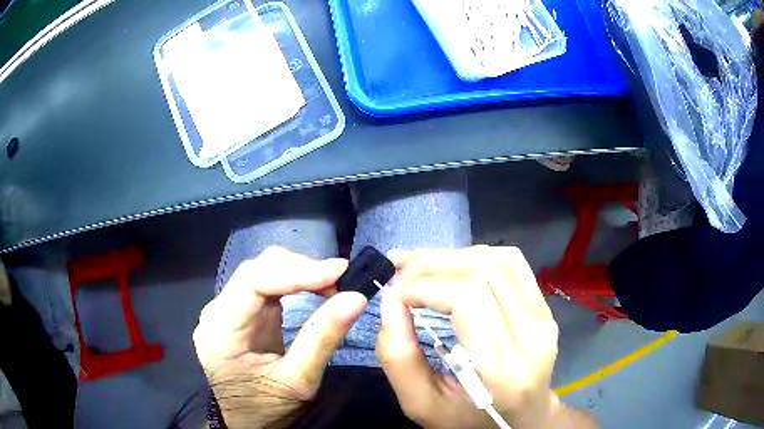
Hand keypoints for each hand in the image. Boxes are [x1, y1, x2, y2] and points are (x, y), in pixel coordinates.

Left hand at [193, 247, 365, 428]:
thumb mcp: (298, 382)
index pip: (253, 281)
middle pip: (257, 270)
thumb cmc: (266, 408)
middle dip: (301, 269)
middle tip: (341, 282)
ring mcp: (226, 309)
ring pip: (262, 271)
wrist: (248, 422)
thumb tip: (356, 298)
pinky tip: (315, 288)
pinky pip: (266, 284)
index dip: (296, 272)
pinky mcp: (240, 312)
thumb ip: (322, 338)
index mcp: (220, 331)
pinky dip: (295, 282)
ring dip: (300, 272)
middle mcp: (216, 312)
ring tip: (333, 285)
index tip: (339, 272)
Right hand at [376, 246, 565, 428]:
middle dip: (432, 264)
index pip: (469, 297)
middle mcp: (534, 334)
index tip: (393, 294)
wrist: (522, 418)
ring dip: (452, 256)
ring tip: (418, 265)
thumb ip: (398, 358)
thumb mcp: (421, 405)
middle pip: (484, 271)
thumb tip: (389, 302)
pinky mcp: (544, 306)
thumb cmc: (469, 420)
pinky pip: (512, 263)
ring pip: (499, 260)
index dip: (425, 285)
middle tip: (398, 270)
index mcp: (504, 368)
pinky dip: (475, 256)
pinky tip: (451, 267)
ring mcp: (545, 316)